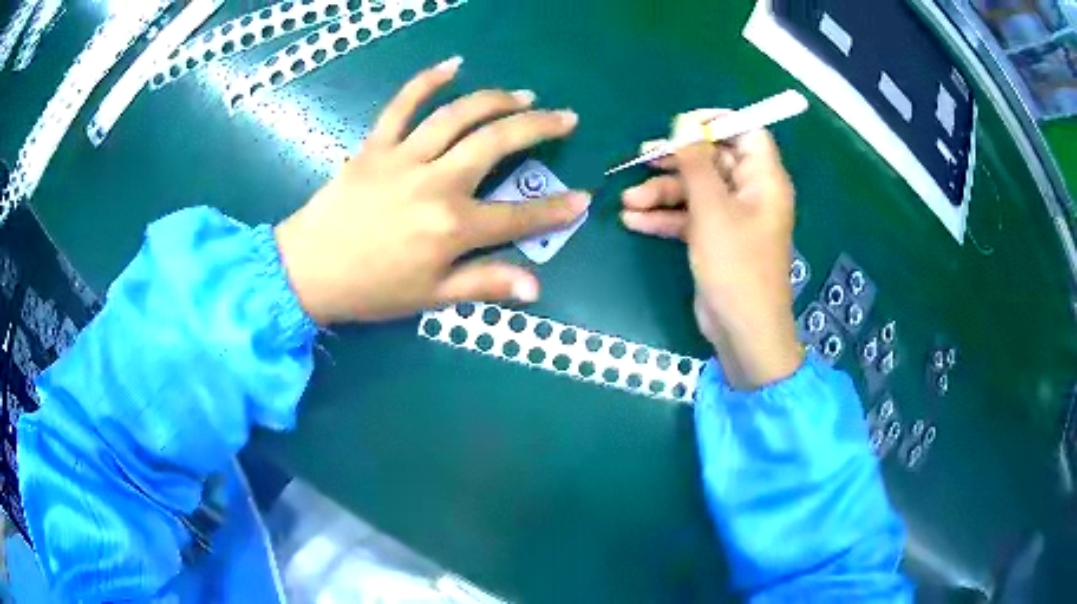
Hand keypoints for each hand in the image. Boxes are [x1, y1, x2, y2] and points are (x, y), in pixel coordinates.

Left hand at [275, 57, 588, 324]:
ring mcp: (404, 157)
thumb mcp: (430, 297)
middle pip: (496, 144)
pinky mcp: (376, 145)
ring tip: (524, 95)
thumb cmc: (371, 289)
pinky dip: (427, 81)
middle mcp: (435, 183)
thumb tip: (535, 287)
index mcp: (452, 227)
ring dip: (497, 100)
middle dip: (538, 127)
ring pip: (458, 116)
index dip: (555, 209)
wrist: (307, 270)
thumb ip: (483, 284)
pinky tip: (453, 65)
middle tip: (565, 117)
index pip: (517, 215)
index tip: (583, 198)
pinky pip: (402, 105)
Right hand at [620, 127, 802, 389]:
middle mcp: (751, 193)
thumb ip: (697, 164)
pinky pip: (690, 217)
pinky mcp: (716, 240)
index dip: (717, 123)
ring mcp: (733, 218)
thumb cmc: (736, 266)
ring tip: (628, 200)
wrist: (743, 331)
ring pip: (696, 189)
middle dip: (676, 160)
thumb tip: (685, 124)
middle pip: (713, 160)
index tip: (682, 124)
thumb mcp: (713, 210)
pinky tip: (634, 221)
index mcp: (763, 180)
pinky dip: (665, 217)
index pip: (747, 133)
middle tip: (642, 158)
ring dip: (662, 192)